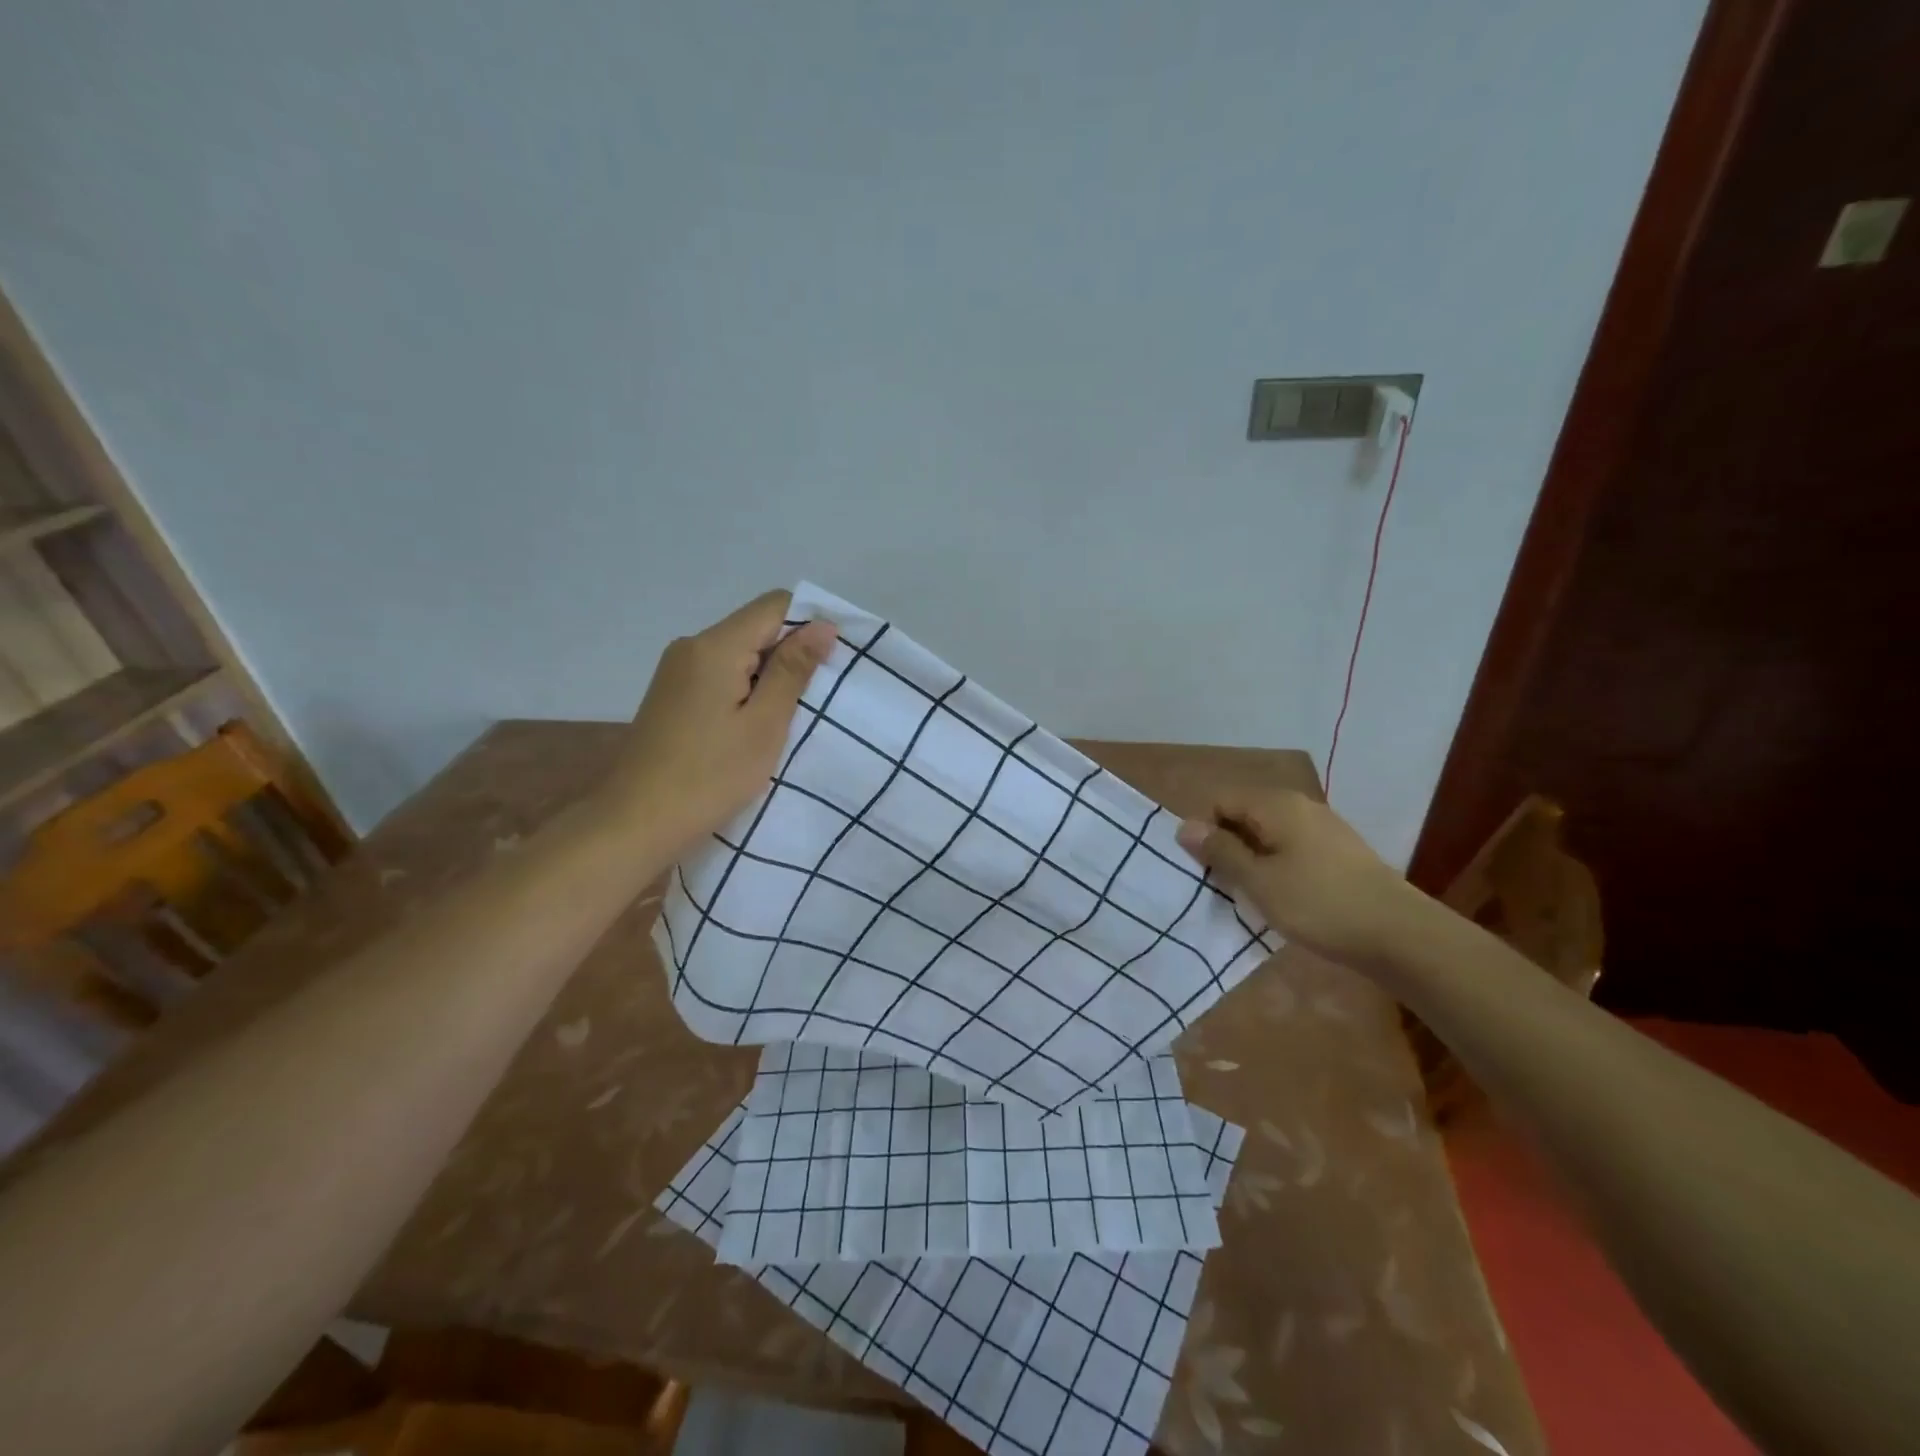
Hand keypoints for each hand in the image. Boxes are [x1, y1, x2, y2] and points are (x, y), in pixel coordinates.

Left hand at [609, 590, 836, 857]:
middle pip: (755, 627)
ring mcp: (676, 671)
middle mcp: (691, 646)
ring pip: (739, 653)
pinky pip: (720, 674)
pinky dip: (745, 690)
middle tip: (816, 699)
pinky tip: (753, 726)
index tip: (832, 664)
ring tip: (788, 717)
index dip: (810, 624)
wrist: (636, 822)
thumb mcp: (764, 725)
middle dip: (791, 654)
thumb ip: (793, 671)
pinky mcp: (672, 695)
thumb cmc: (710, 776)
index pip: (774, 605)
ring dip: (769, 676)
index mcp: (715, 646)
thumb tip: (822, 625)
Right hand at [1176, 790, 1417, 968]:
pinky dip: (1278, 867)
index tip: (1205, 870)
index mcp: (1276, 805)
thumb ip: (1220, 851)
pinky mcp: (1339, 852)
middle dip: (1227, 846)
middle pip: (1245, 815)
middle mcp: (1299, 806)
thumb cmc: (1318, 904)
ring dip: (1252, 860)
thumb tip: (1184, 826)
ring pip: (1269, 834)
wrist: (1399, 934)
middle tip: (1224, 886)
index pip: (1220, 801)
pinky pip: (1292, 848)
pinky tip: (1284, 898)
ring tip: (1252, 896)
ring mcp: (1323, 828)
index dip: (1205, 831)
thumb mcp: (1258, 880)